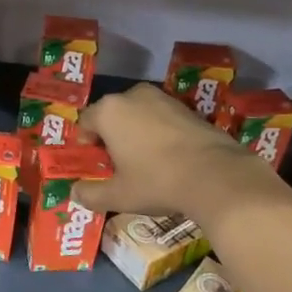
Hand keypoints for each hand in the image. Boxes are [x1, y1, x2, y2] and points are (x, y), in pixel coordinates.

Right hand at [74, 82, 271, 220]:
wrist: (216, 175)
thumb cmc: (156, 181)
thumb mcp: (118, 195)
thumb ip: (91, 194)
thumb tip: (75, 193)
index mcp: (109, 111)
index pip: (86, 122)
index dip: (86, 144)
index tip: (96, 164)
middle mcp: (133, 96)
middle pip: (112, 115)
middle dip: (111, 136)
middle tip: (118, 164)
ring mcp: (163, 98)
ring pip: (138, 114)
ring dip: (136, 132)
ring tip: (144, 161)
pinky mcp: (187, 107)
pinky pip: (161, 118)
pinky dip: (159, 132)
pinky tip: (169, 157)